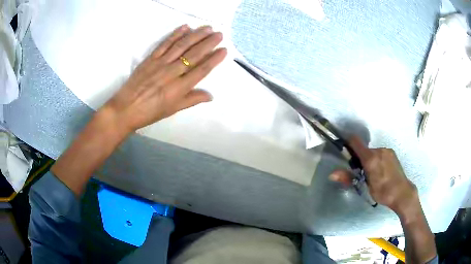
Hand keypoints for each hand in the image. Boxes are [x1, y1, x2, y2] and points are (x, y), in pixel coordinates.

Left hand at [102, 24, 226, 133]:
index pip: (201, 70)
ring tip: (207, 28)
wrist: (126, 108)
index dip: (214, 59)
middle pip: (194, 55)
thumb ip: (192, 100)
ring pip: (181, 46)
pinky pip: (164, 44)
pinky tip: (185, 27)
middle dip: (208, 43)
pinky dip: (175, 35)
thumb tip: (210, 95)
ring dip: (195, 35)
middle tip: (219, 34)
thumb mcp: (173, 109)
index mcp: (179, 88)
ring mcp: (160, 63)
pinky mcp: (150, 58)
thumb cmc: (150, 112)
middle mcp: (172, 73)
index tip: (223, 50)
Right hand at [330, 136, 418, 214]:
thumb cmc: (383, 192)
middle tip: (361, 173)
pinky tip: (382, 172)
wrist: (402, 193)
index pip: (355, 141)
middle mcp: (379, 150)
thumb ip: (348, 178)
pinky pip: (380, 153)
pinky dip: (377, 160)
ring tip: (374, 174)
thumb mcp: (364, 187)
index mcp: (370, 158)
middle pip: (364, 149)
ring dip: (370, 160)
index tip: (344, 150)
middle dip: (360, 158)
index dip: (348, 142)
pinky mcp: (392, 153)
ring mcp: (387, 150)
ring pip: (373, 152)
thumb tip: (331, 174)